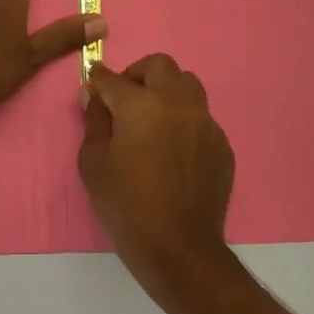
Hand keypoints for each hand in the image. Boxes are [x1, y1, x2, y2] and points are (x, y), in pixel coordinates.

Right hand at [79, 54, 235, 292]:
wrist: (179, 248)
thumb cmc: (126, 206)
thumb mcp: (93, 163)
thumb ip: (94, 121)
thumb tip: (94, 96)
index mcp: (141, 105)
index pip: (113, 78)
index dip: (98, 79)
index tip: (92, 85)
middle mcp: (177, 103)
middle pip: (159, 65)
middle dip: (137, 74)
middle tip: (124, 98)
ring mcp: (205, 121)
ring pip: (187, 84)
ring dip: (166, 90)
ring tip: (152, 118)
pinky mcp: (221, 143)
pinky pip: (201, 117)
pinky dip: (184, 120)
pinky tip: (173, 149)